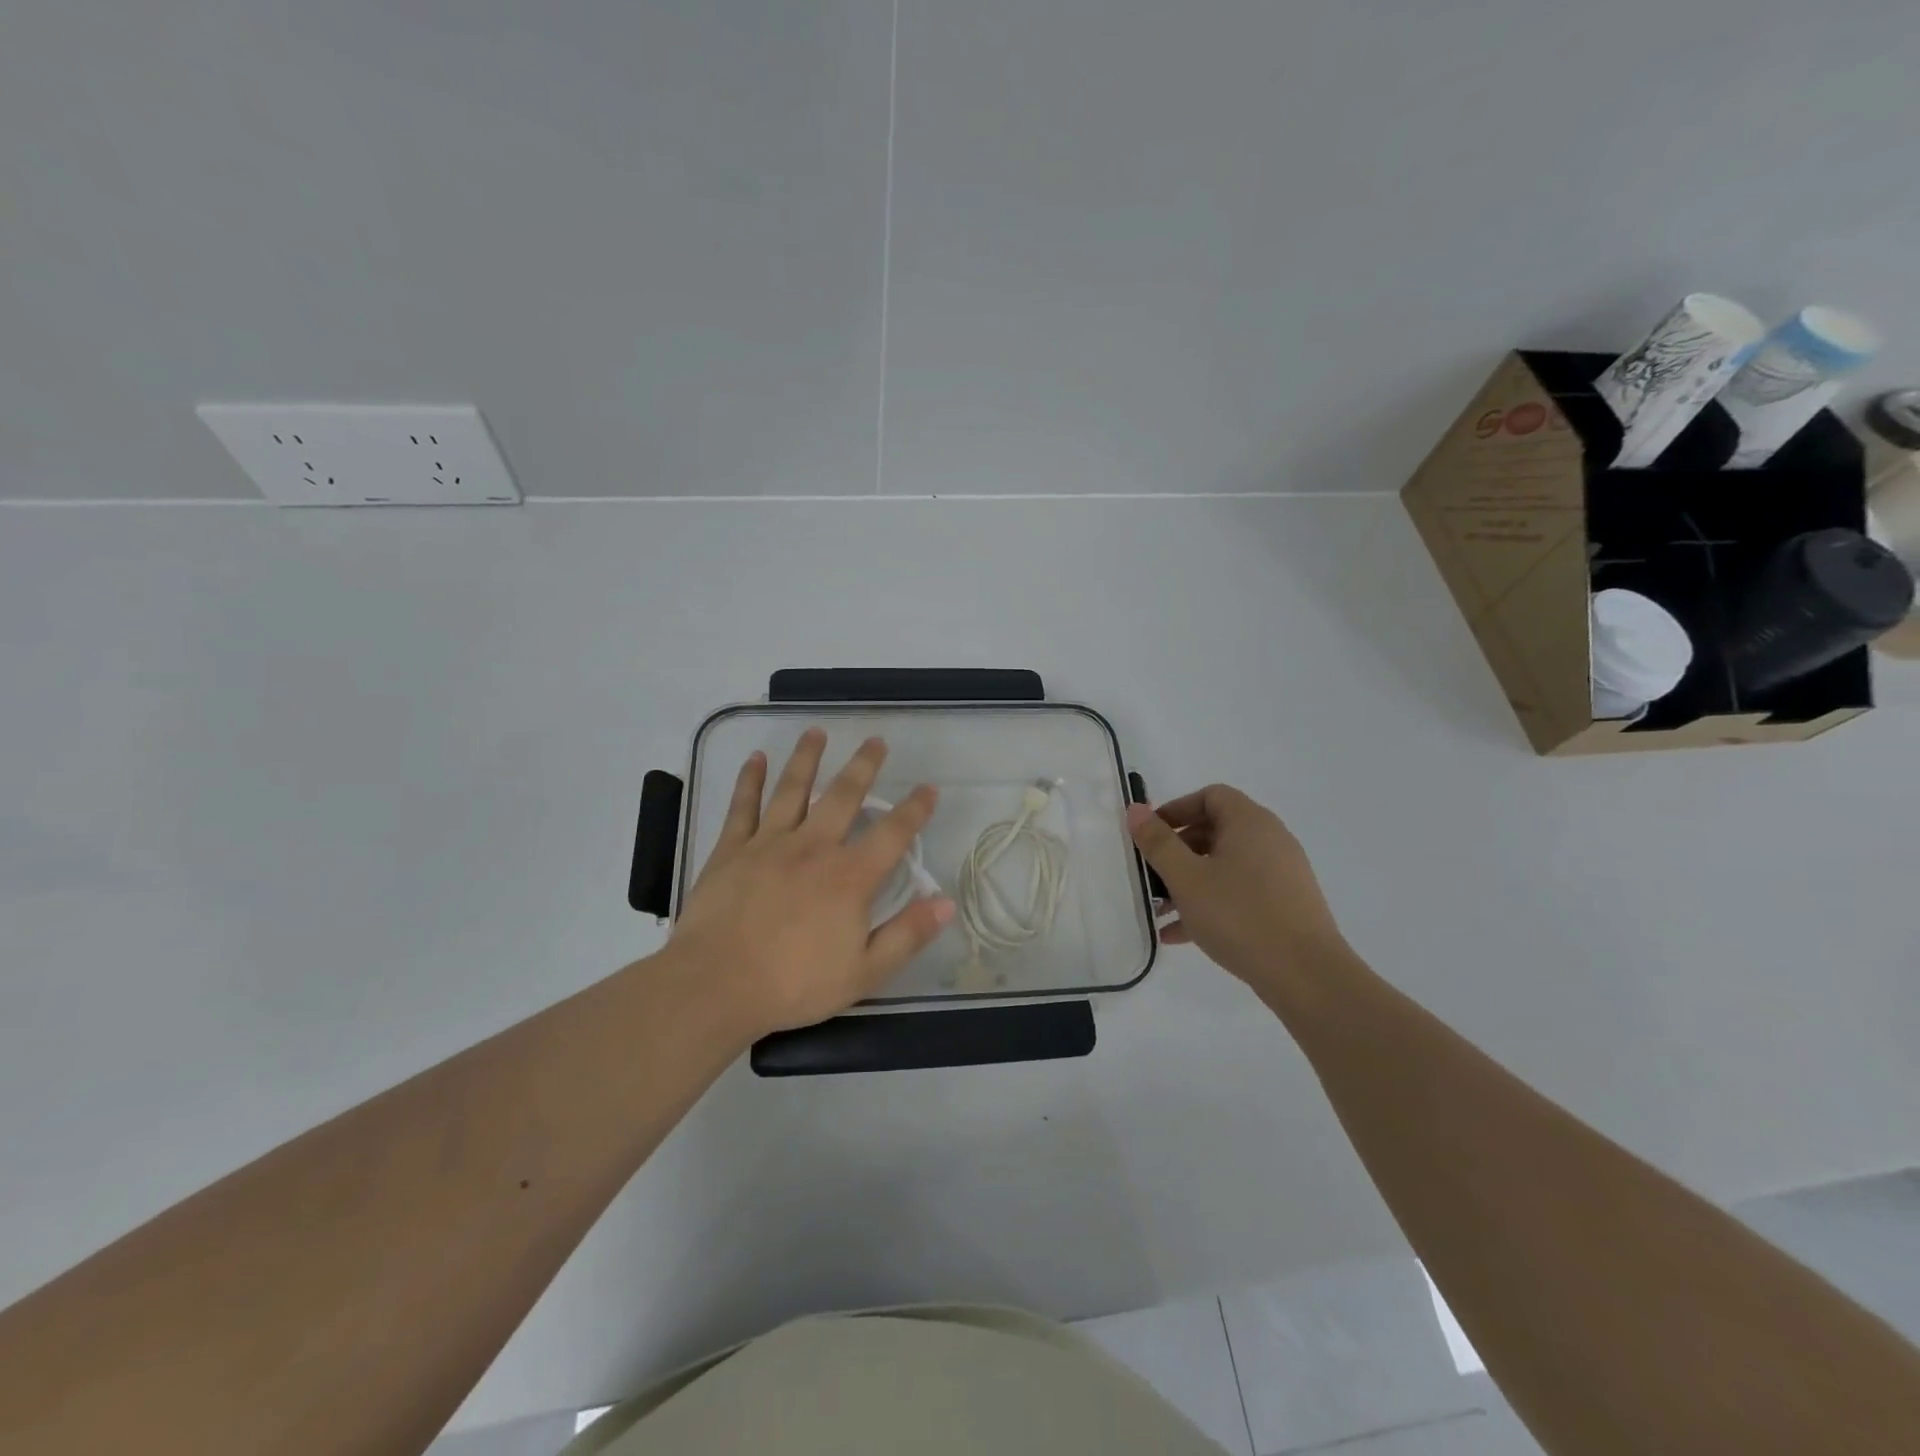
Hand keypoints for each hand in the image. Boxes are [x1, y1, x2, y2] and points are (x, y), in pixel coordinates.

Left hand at [670, 728, 954, 1036]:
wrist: (716, 985)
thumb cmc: (794, 984)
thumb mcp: (864, 973)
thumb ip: (907, 935)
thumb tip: (946, 903)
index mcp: (850, 877)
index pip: (892, 834)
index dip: (915, 809)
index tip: (929, 788)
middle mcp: (813, 847)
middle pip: (843, 796)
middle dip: (864, 766)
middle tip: (876, 741)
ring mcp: (769, 843)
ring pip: (793, 789)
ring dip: (807, 758)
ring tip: (817, 732)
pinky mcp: (731, 850)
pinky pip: (743, 806)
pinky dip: (750, 780)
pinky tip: (757, 759)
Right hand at [1126, 785, 1351, 998]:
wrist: (1306, 975)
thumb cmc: (1239, 916)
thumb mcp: (1186, 878)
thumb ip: (1158, 842)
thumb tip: (1136, 809)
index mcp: (1249, 823)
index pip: (1210, 796)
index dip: (1176, 810)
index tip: (1151, 835)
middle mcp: (1270, 840)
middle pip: (1216, 831)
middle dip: (1178, 851)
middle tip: (1151, 875)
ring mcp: (1281, 874)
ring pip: (1225, 866)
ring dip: (1190, 881)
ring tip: (1160, 910)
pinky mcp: (1286, 905)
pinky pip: (1240, 892)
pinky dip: (1211, 903)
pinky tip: (1180, 934)